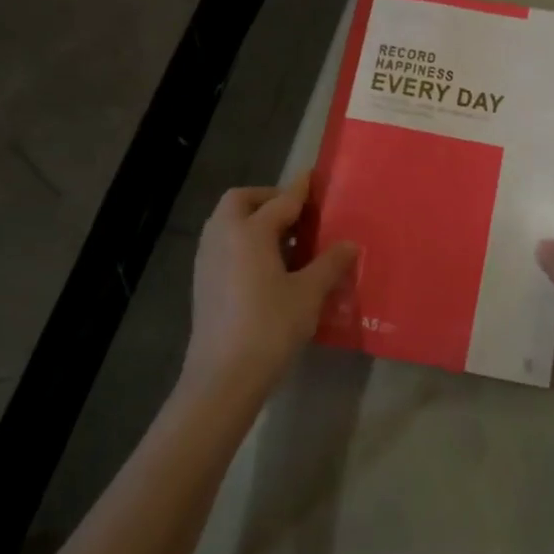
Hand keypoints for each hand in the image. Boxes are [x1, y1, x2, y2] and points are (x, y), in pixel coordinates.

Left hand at [184, 176, 356, 408]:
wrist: (223, 376)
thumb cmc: (270, 327)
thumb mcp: (309, 294)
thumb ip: (330, 264)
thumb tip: (349, 245)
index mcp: (249, 232)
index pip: (281, 201)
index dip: (301, 190)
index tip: (314, 177)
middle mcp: (223, 237)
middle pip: (241, 201)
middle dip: (267, 199)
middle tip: (296, 213)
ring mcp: (207, 260)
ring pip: (227, 223)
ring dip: (254, 220)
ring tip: (287, 240)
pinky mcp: (203, 282)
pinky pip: (223, 245)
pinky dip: (244, 241)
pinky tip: (268, 266)